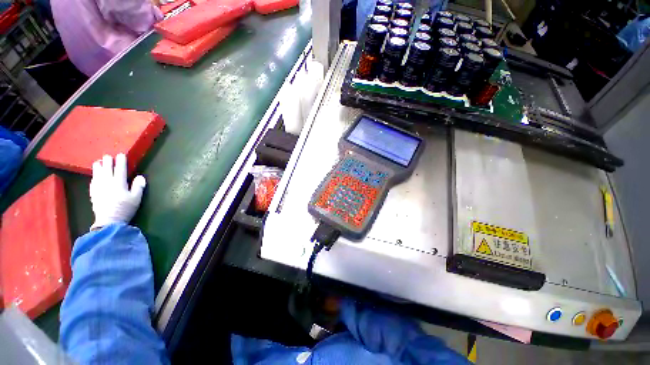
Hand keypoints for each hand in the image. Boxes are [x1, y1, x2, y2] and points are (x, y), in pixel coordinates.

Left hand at [90, 154, 145, 229]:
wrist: (109, 221)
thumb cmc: (125, 209)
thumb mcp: (136, 198)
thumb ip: (138, 187)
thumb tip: (140, 176)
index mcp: (119, 183)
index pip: (120, 169)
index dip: (121, 162)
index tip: (121, 155)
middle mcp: (107, 183)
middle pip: (107, 169)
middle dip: (107, 162)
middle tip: (108, 156)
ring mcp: (99, 188)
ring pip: (97, 174)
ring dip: (98, 167)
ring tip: (98, 162)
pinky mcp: (93, 194)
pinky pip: (93, 182)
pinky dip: (94, 177)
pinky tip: (94, 176)